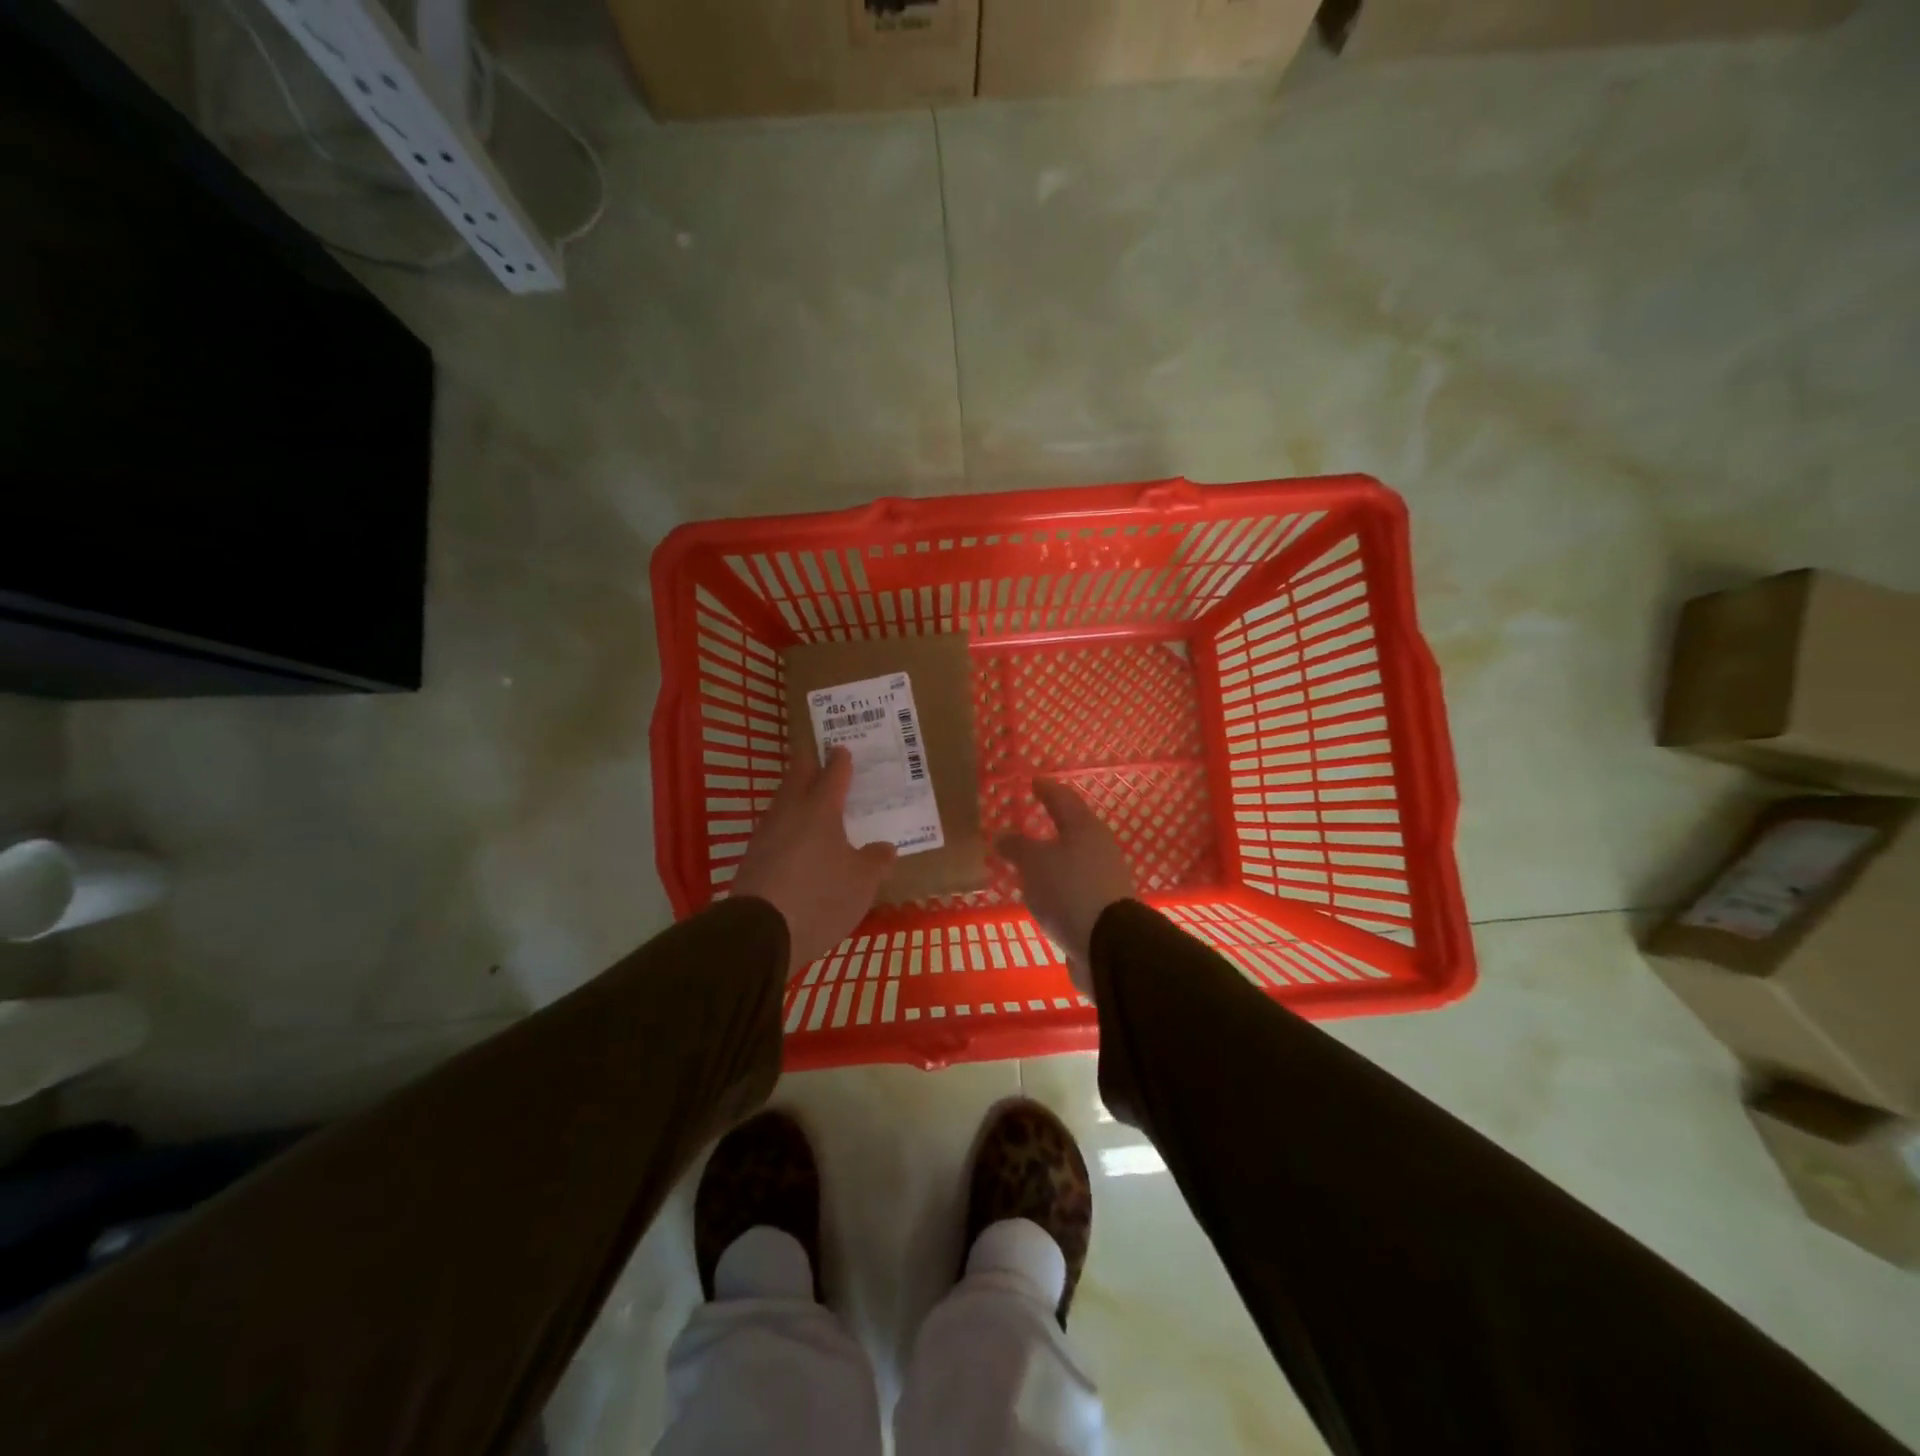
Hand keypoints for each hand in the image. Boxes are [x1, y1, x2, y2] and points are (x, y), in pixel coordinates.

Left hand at [733, 747, 896, 976]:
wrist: (759, 933)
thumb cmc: (820, 898)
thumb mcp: (862, 883)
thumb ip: (876, 861)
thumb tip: (885, 847)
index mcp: (820, 809)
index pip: (833, 774)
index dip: (840, 761)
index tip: (842, 749)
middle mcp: (790, 813)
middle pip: (798, 778)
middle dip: (809, 765)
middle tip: (820, 758)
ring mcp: (766, 834)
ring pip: (783, 803)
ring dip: (796, 796)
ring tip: (811, 800)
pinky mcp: (752, 858)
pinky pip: (774, 830)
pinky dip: (787, 826)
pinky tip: (795, 840)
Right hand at [995, 779, 1134, 998]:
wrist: (1108, 947)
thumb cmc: (1069, 890)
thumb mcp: (1034, 863)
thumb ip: (1017, 847)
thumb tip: (1002, 835)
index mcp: (1085, 828)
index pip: (1063, 798)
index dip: (1046, 789)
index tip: (1033, 782)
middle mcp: (1099, 848)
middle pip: (1072, 828)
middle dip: (1050, 823)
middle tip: (1028, 819)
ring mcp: (1104, 879)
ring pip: (1072, 859)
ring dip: (1052, 857)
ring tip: (1028, 858)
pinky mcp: (1102, 907)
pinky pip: (1072, 886)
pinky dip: (1056, 883)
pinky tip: (1041, 891)